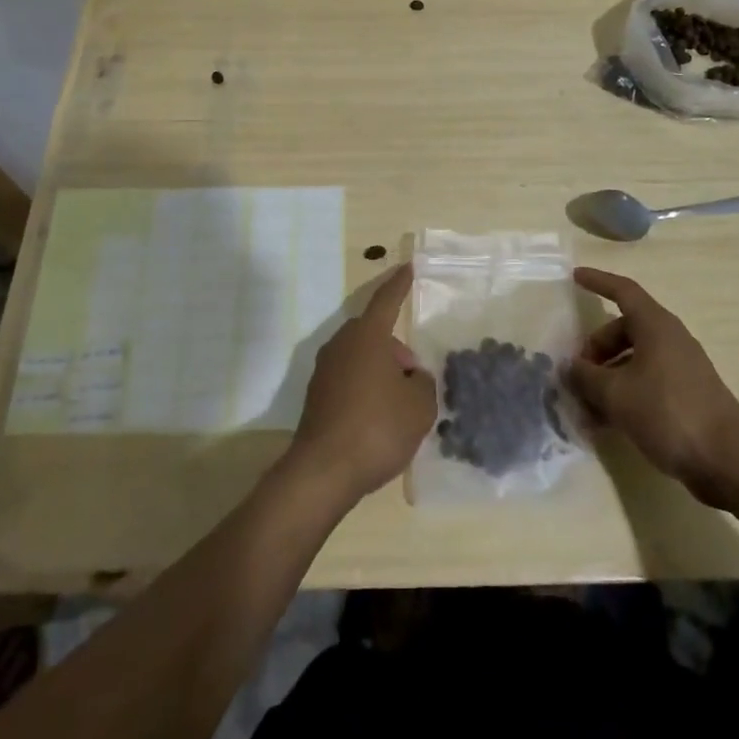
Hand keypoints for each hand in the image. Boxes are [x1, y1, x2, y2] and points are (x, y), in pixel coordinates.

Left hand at [286, 265, 435, 507]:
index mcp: (368, 336)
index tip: (408, 266)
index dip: (400, 284)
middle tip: (415, 378)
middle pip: (374, 334)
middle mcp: (342, 344)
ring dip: (380, 371)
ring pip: (361, 358)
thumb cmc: (378, 428)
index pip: (387, 300)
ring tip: (400, 405)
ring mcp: (324, 370)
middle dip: (396, 350)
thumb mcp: (420, 406)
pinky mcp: (316, 396)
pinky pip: (348, 380)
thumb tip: (412, 377)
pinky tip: (377, 420)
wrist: (323, 472)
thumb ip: (423, 383)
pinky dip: (365, 390)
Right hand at [567, 268, 738, 505]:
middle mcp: (670, 339)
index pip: (623, 291)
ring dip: (608, 376)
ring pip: (635, 359)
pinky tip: (609, 422)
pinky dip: (626, 392)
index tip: (575, 277)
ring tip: (588, 405)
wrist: (728, 460)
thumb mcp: (615, 394)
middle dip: (597, 348)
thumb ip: (586, 377)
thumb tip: (569, 367)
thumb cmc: (667, 413)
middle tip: (578, 374)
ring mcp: (682, 367)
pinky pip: (648, 381)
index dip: (598, 281)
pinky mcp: (688, 395)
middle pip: (624, 329)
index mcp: (655, 326)